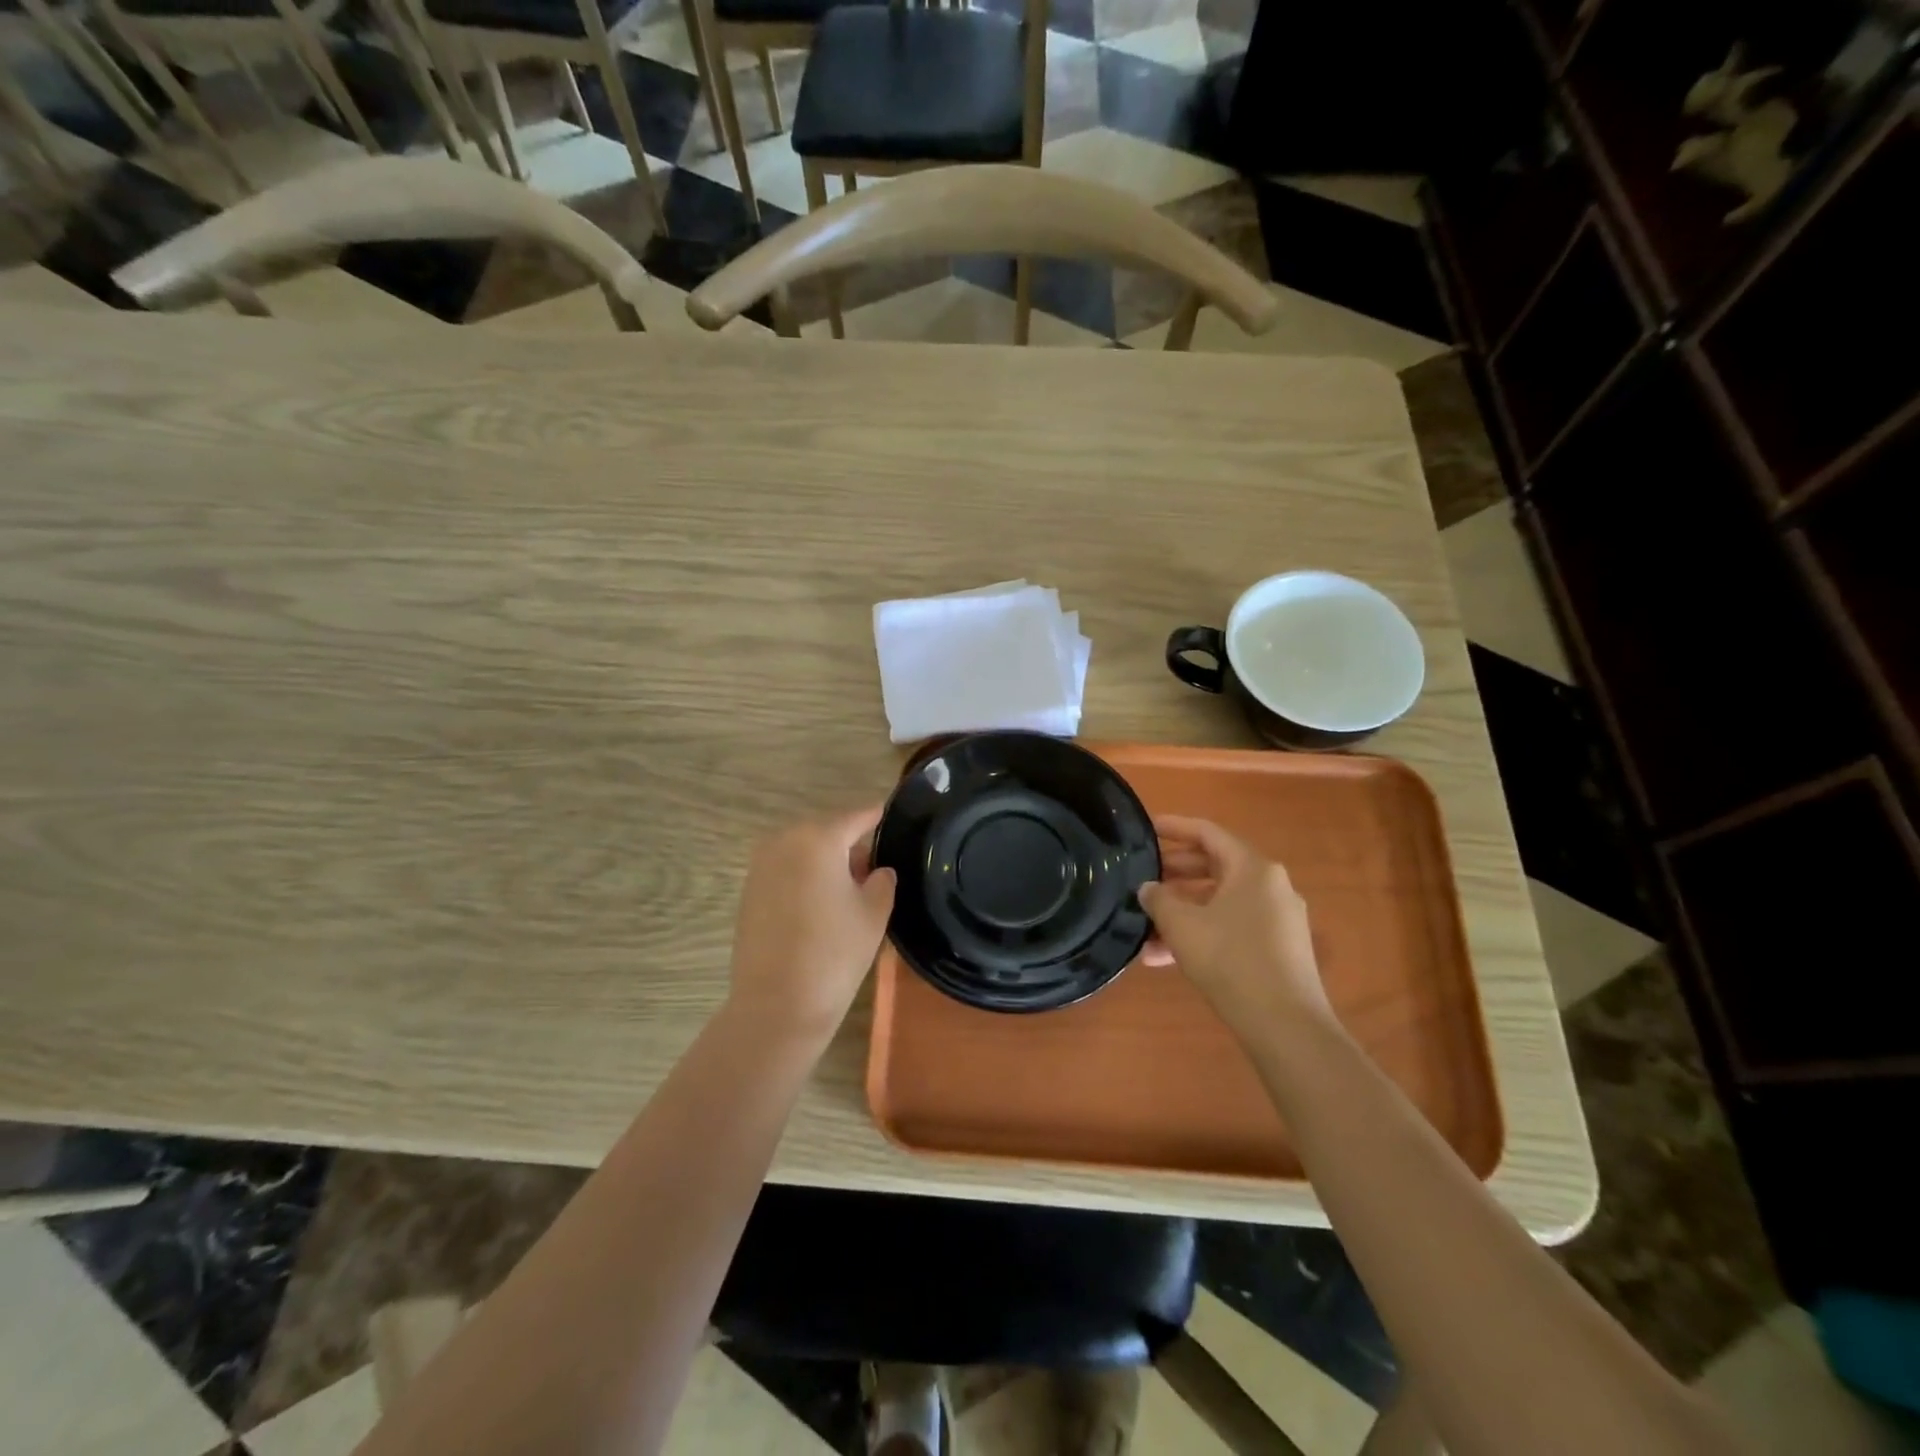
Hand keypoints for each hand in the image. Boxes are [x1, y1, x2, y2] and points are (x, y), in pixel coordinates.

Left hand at [726, 806, 896, 1041]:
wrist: (777, 1005)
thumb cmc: (835, 953)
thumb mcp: (874, 913)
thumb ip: (882, 881)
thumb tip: (877, 870)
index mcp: (818, 839)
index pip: (855, 817)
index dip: (874, 816)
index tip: (888, 813)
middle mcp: (784, 842)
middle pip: (825, 832)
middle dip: (849, 843)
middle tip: (874, 865)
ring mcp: (760, 866)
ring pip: (802, 851)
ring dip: (825, 861)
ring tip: (849, 888)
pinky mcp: (748, 892)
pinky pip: (785, 871)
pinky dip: (804, 877)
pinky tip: (821, 904)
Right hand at [1139, 815, 1334, 1038]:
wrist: (1286, 1026)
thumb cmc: (1231, 960)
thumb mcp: (1183, 925)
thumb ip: (1159, 899)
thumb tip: (1148, 889)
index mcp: (1253, 868)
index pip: (1208, 833)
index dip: (1175, 828)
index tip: (1147, 829)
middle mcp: (1270, 886)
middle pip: (1215, 866)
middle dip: (1174, 875)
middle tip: (1142, 880)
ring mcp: (1277, 919)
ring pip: (1220, 902)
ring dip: (1182, 912)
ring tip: (1145, 930)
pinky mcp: (1277, 949)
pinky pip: (1231, 928)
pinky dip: (1201, 934)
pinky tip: (1165, 959)